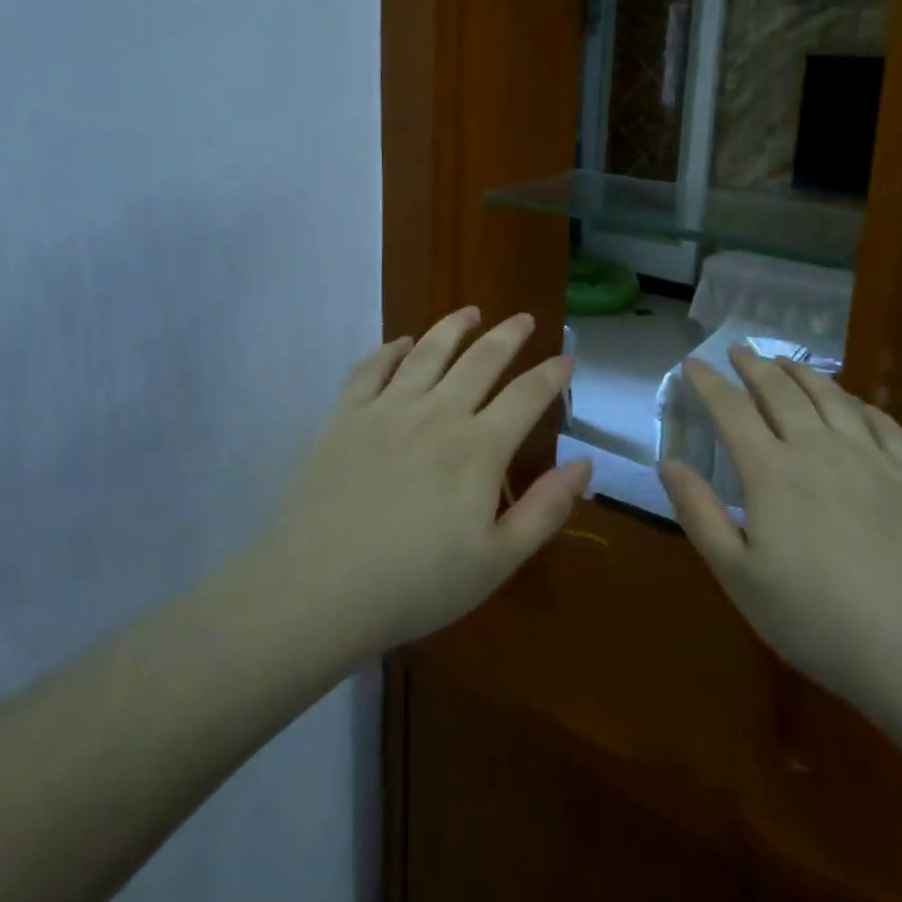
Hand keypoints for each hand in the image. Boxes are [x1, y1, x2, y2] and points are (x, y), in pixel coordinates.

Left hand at [255, 307, 589, 657]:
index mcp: (478, 448)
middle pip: (481, 360)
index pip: (526, 396)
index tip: (567, 360)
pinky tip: (402, 343)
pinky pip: (372, 368)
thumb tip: (584, 464)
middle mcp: (437, 413)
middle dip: (508, 336)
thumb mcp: (496, 561)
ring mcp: (387, 409)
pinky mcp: (345, 415)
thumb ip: (545, 509)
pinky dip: (391, 349)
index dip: (551, 375)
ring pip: (428, 352)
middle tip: (523, 319)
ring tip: (471, 312)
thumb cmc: (415, 584)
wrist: (317, 589)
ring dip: (454, 328)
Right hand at [658, 349, 901, 714]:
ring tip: (786, 361)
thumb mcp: (739, 577)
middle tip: (739, 350)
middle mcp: (820, 450)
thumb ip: (699, 514)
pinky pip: (882, 423)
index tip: (693, 362)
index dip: (709, 383)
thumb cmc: (820, 622)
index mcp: (772, 472)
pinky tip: (854, 403)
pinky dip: (859, 403)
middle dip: (755, 366)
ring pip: (832, 398)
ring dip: (803, 373)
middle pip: (781, 392)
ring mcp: (872, 460)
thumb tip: (669, 462)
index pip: (731, 411)